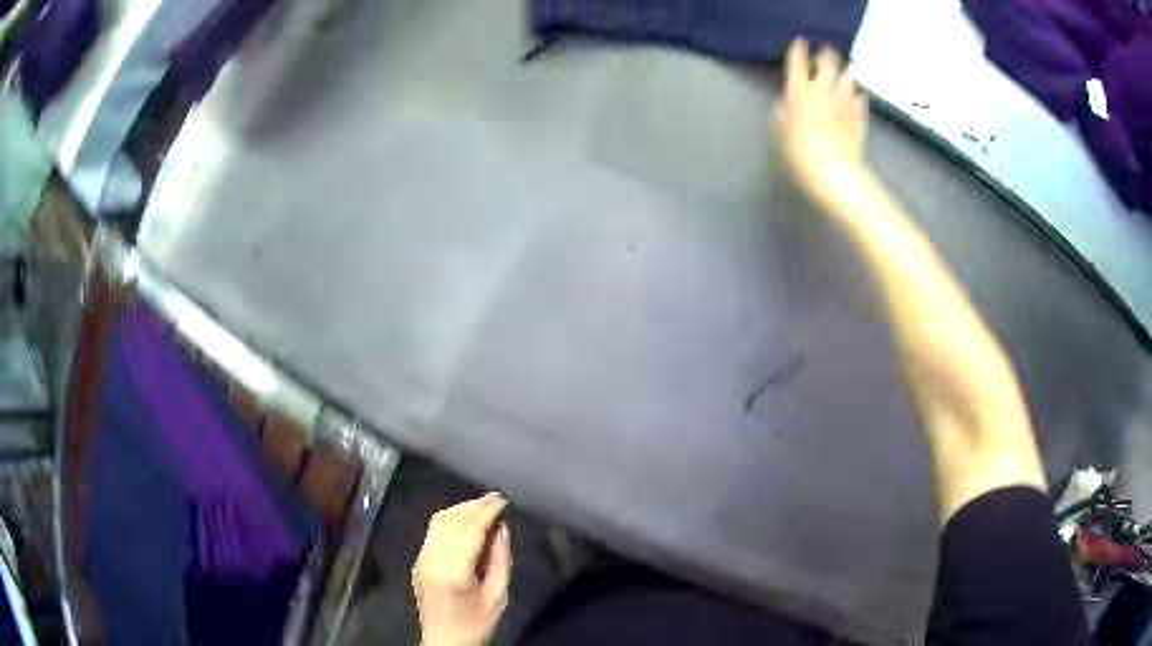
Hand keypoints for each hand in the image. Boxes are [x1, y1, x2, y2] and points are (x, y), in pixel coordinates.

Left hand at [413, 493, 511, 645]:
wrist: (445, 643)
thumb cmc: (476, 624)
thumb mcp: (497, 597)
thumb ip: (500, 561)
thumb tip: (501, 529)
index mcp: (454, 571)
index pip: (470, 529)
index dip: (486, 510)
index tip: (502, 500)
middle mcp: (433, 560)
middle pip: (453, 520)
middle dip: (474, 505)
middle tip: (495, 497)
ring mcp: (421, 559)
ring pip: (438, 521)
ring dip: (460, 508)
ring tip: (481, 504)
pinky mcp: (417, 562)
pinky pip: (432, 532)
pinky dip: (448, 519)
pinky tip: (463, 519)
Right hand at [776, 39, 868, 204]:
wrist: (833, 172)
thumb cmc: (799, 153)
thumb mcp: (780, 128)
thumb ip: (784, 107)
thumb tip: (788, 99)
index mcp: (799, 90)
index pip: (798, 59)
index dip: (798, 48)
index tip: (800, 44)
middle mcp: (823, 87)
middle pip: (828, 58)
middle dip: (825, 54)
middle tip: (823, 58)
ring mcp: (845, 98)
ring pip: (848, 72)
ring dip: (843, 70)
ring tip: (841, 75)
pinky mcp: (860, 112)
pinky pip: (861, 92)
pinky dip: (857, 89)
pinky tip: (853, 93)